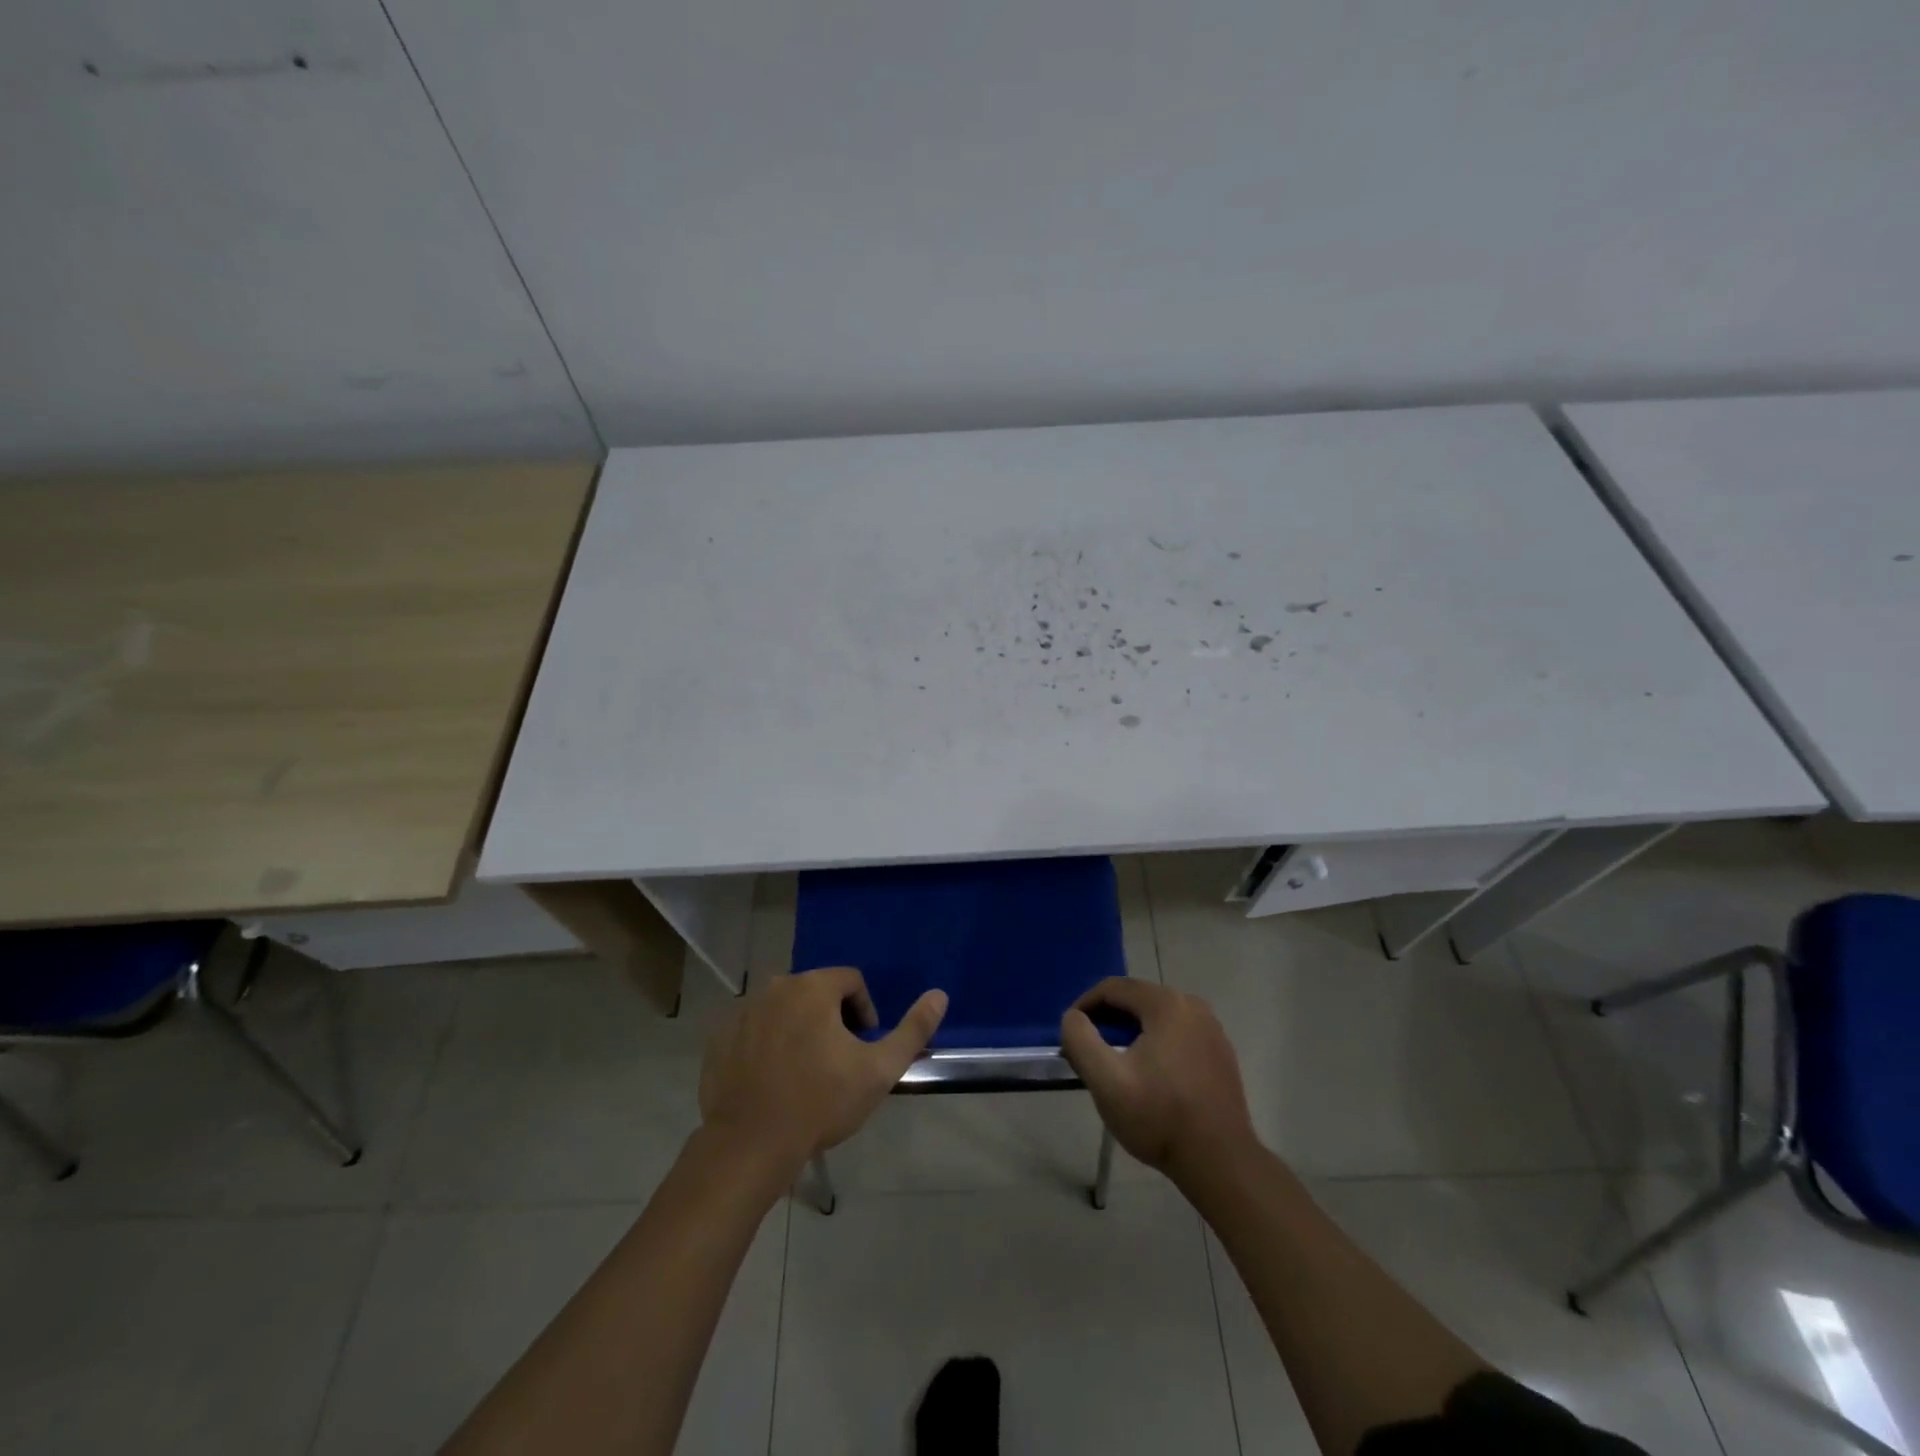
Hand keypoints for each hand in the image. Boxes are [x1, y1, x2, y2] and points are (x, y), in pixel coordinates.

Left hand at [698, 968, 946, 1175]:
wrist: (749, 1146)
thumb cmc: (820, 1102)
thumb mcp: (879, 1070)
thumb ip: (912, 1029)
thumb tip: (940, 994)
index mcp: (812, 987)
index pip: (850, 981)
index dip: (864, 1011)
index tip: (863, 1047)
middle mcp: (774, 987)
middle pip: (815, 991)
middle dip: (831, 1019)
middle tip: (837, 1061)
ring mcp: (742, 1012)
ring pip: (783, 1009)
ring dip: (799, 1029)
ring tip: (805, 1072)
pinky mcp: (719, 1039)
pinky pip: (754, 1030)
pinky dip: (767, 1045)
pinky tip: (773, 1080)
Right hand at [1059, 978, 1256, 1178]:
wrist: (1220, 1162)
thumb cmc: (1159, 1117)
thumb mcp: (1106, 1080)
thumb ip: (1080, 1039)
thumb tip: (1073, 1018)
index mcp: (1166, 1004)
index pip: (1113, 988)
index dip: (1085, 1005)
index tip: (1071, 1033)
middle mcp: (1193, 1005)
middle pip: (1137, 1000)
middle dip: (1108, 1020)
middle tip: (1090, 1051)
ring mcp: (1212, 1029)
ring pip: (1158, 1018)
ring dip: (1132, 1033)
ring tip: (1116, 1064)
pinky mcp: (1221, 1053)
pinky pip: (1178, 1035)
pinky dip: (1157, 1045)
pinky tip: (1150, 1077)